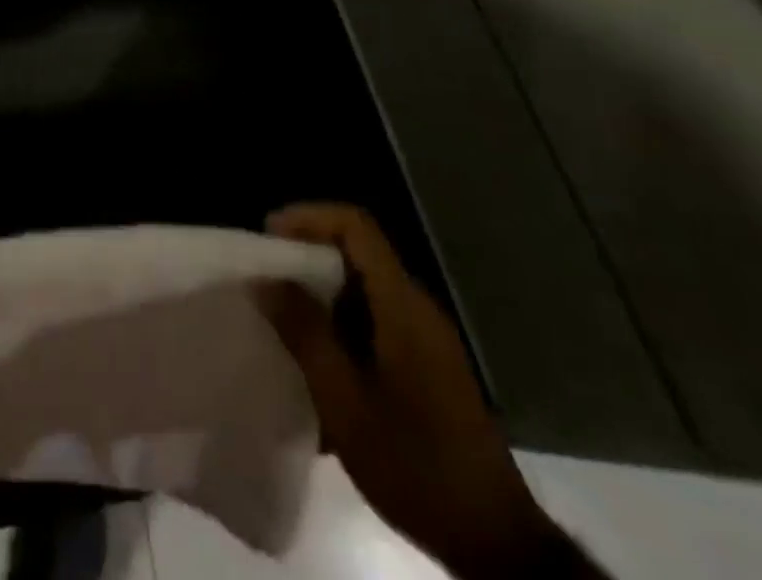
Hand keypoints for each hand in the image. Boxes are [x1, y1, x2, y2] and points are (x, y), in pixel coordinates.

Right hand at [258, 205, 564, 579]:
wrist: (495, 544)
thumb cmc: (416, 465)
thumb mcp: (345, 401)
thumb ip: (305, 333)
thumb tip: (265, 282)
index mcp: (402, 305)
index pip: (356, 226)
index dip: (309, 217)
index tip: (268, 236)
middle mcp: (417, 308)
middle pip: (357, 251)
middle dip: (306, 255)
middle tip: (265, 277)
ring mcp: (426, 338)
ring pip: (363, 288)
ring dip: (320, 293)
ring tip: (280, 317)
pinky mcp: (426, 365)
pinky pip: (374, 319)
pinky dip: (339, 323)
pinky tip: (316, 362)